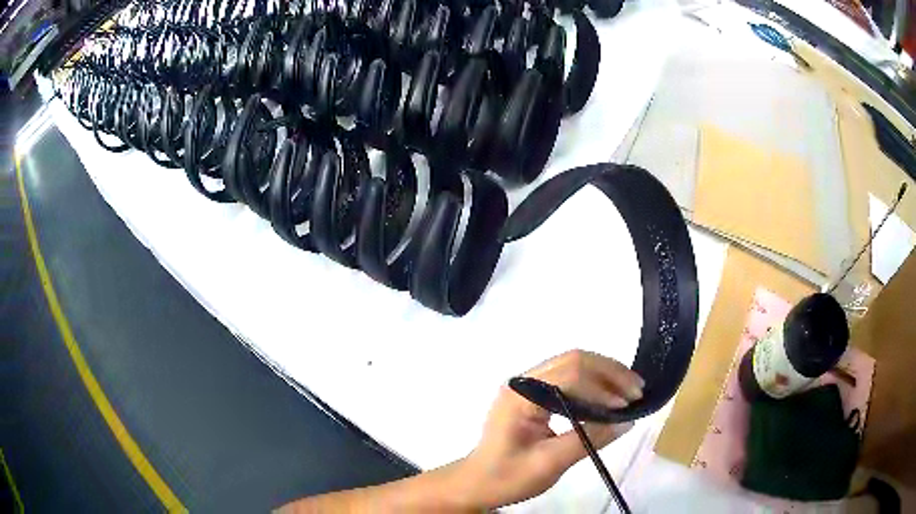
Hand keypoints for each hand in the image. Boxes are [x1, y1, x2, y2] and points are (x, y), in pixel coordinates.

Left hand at [459, 350, 643, 508]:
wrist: (477, 484)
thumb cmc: (507, 477)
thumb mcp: (550, 463)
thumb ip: (589, 440)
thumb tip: (627, 421)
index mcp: (521, 395)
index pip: (569, 375)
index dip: (602, 387)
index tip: (627, 405)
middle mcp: (523, 381)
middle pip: (574, 360)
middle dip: (609, 373)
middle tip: (638, 390)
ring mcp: (527, 385)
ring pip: (573, 365)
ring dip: (604, 375)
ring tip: (630, 392)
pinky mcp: (532, 394)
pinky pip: (567, 378)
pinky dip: (592, 384)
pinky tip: (608, 398)